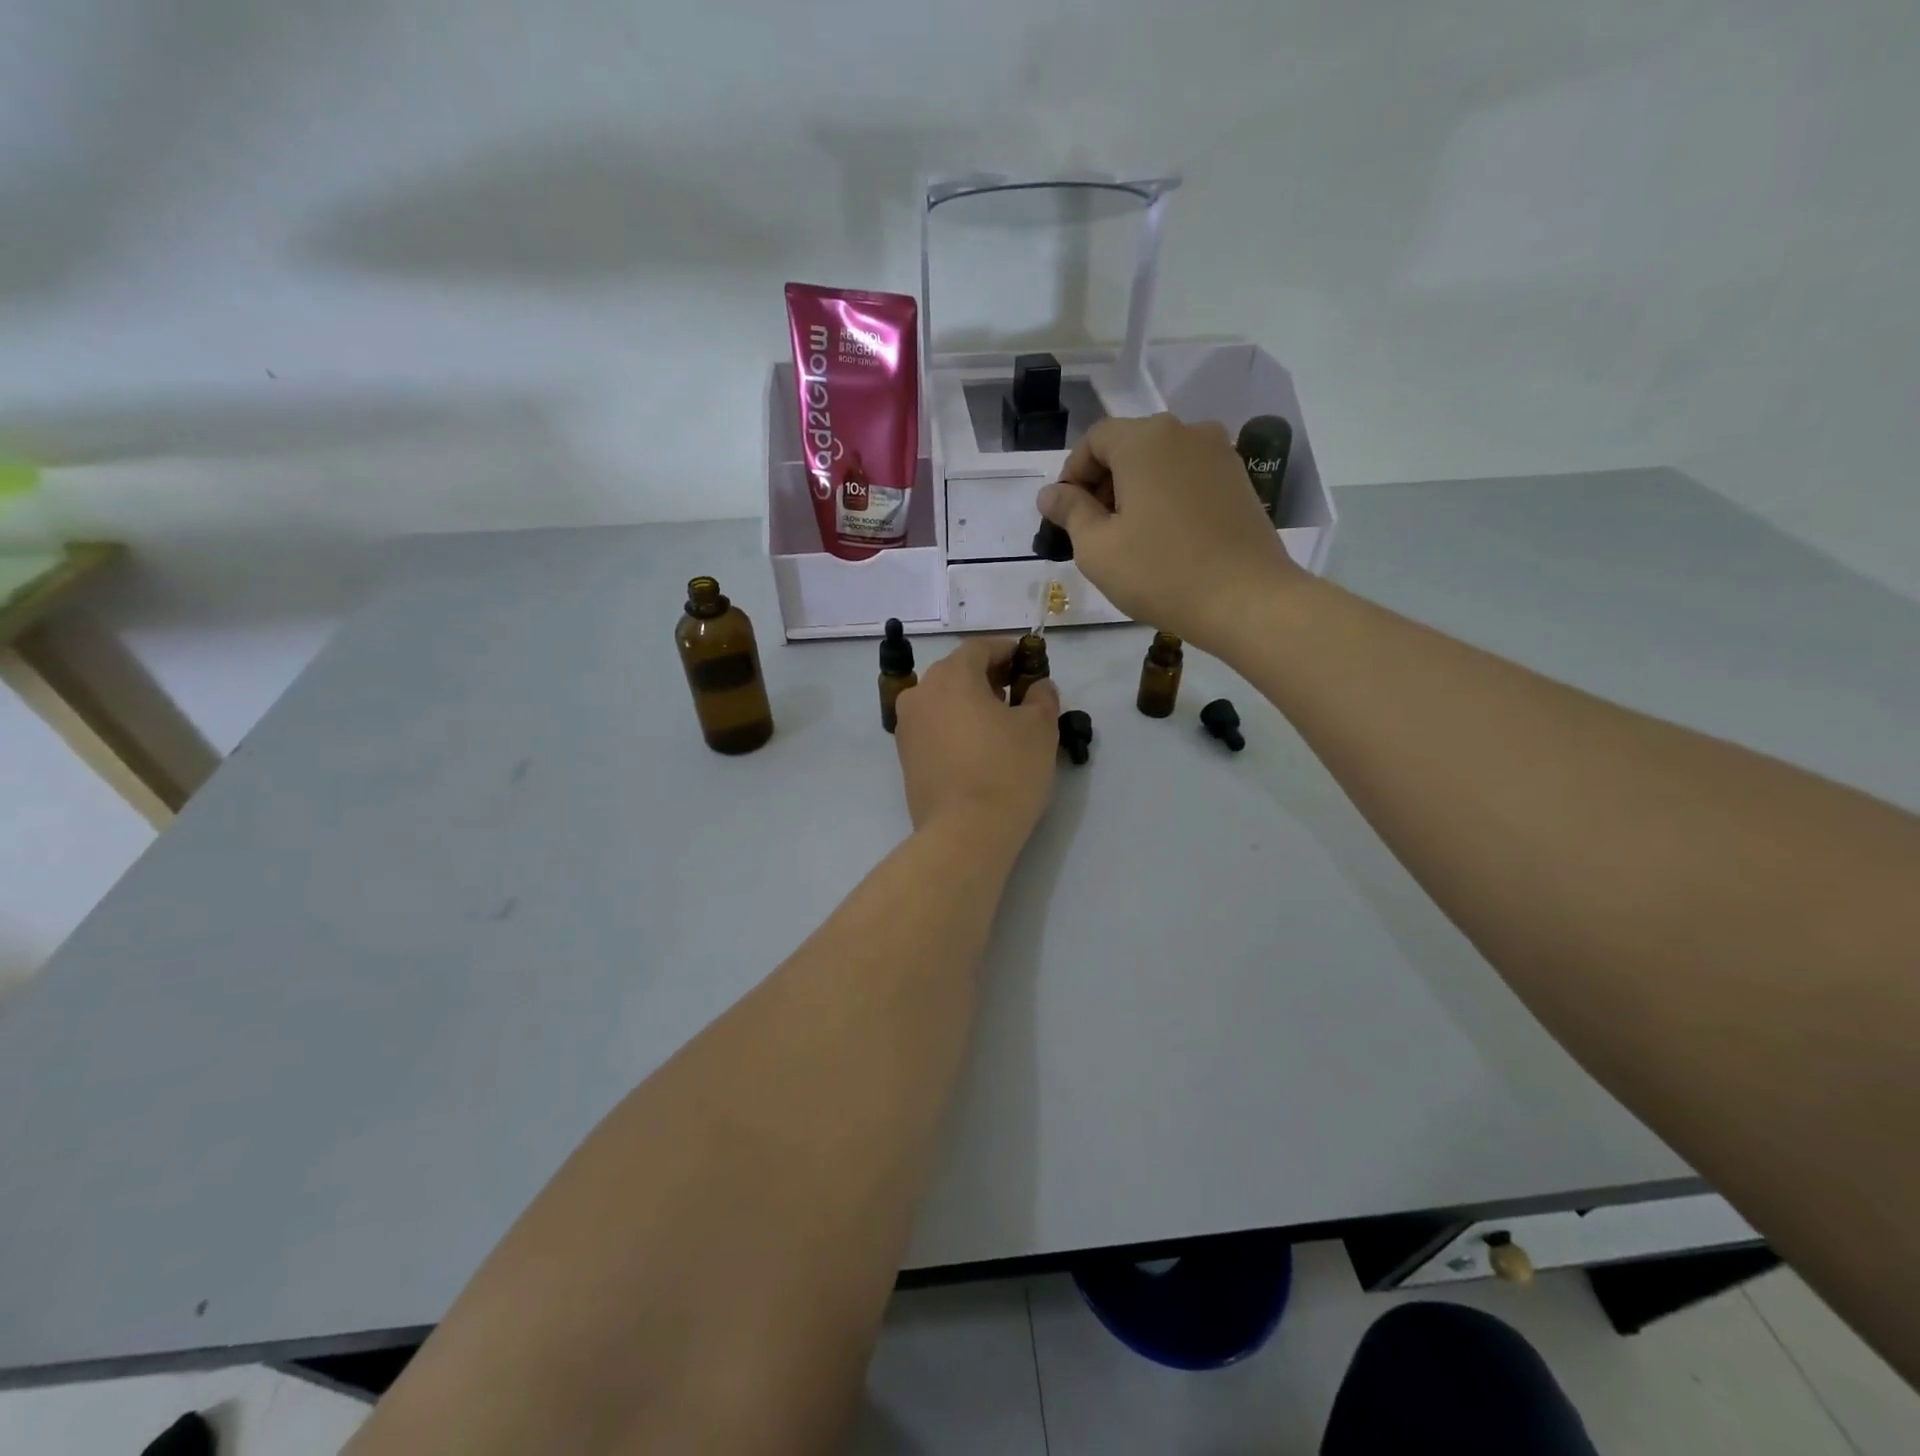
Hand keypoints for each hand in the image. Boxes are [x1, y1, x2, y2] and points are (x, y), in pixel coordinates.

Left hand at [893, 638, 1059, 843]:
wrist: (964, 833)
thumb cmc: (1007, 770)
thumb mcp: (1040, 728)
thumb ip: (1041, 696)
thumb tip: (1037, 687)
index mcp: (950, 676)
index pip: (979, 648)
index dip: (1007, 651)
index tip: (1028, 662)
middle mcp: (920, 694)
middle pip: (957, 673)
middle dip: (989, 677)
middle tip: (1019, 693)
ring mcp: (907, 727)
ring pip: (943, 701)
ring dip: (971, 703)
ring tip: (1002, 723)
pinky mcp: (905, 758)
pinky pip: (934, 728)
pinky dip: (956, 727)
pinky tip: (979, 747)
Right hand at [1036, 414, 1304, 650]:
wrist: (1246, 600)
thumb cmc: (1160, 573)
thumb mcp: (1097, 548)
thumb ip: (1070, 512)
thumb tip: (1050, 494)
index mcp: (1145, 439)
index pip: (1094, 439)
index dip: (1072, 474)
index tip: (1065, 515)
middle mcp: (1185, 431)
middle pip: (1129, 446)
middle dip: (1103, 483)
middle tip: (1093, 532)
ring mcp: (1219, 454)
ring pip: (1160, 462)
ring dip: (1135, 491)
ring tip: (1129, 539)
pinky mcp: (1240, 480)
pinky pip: (1188, 478)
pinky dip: (1167, 498)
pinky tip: (1165, 539)